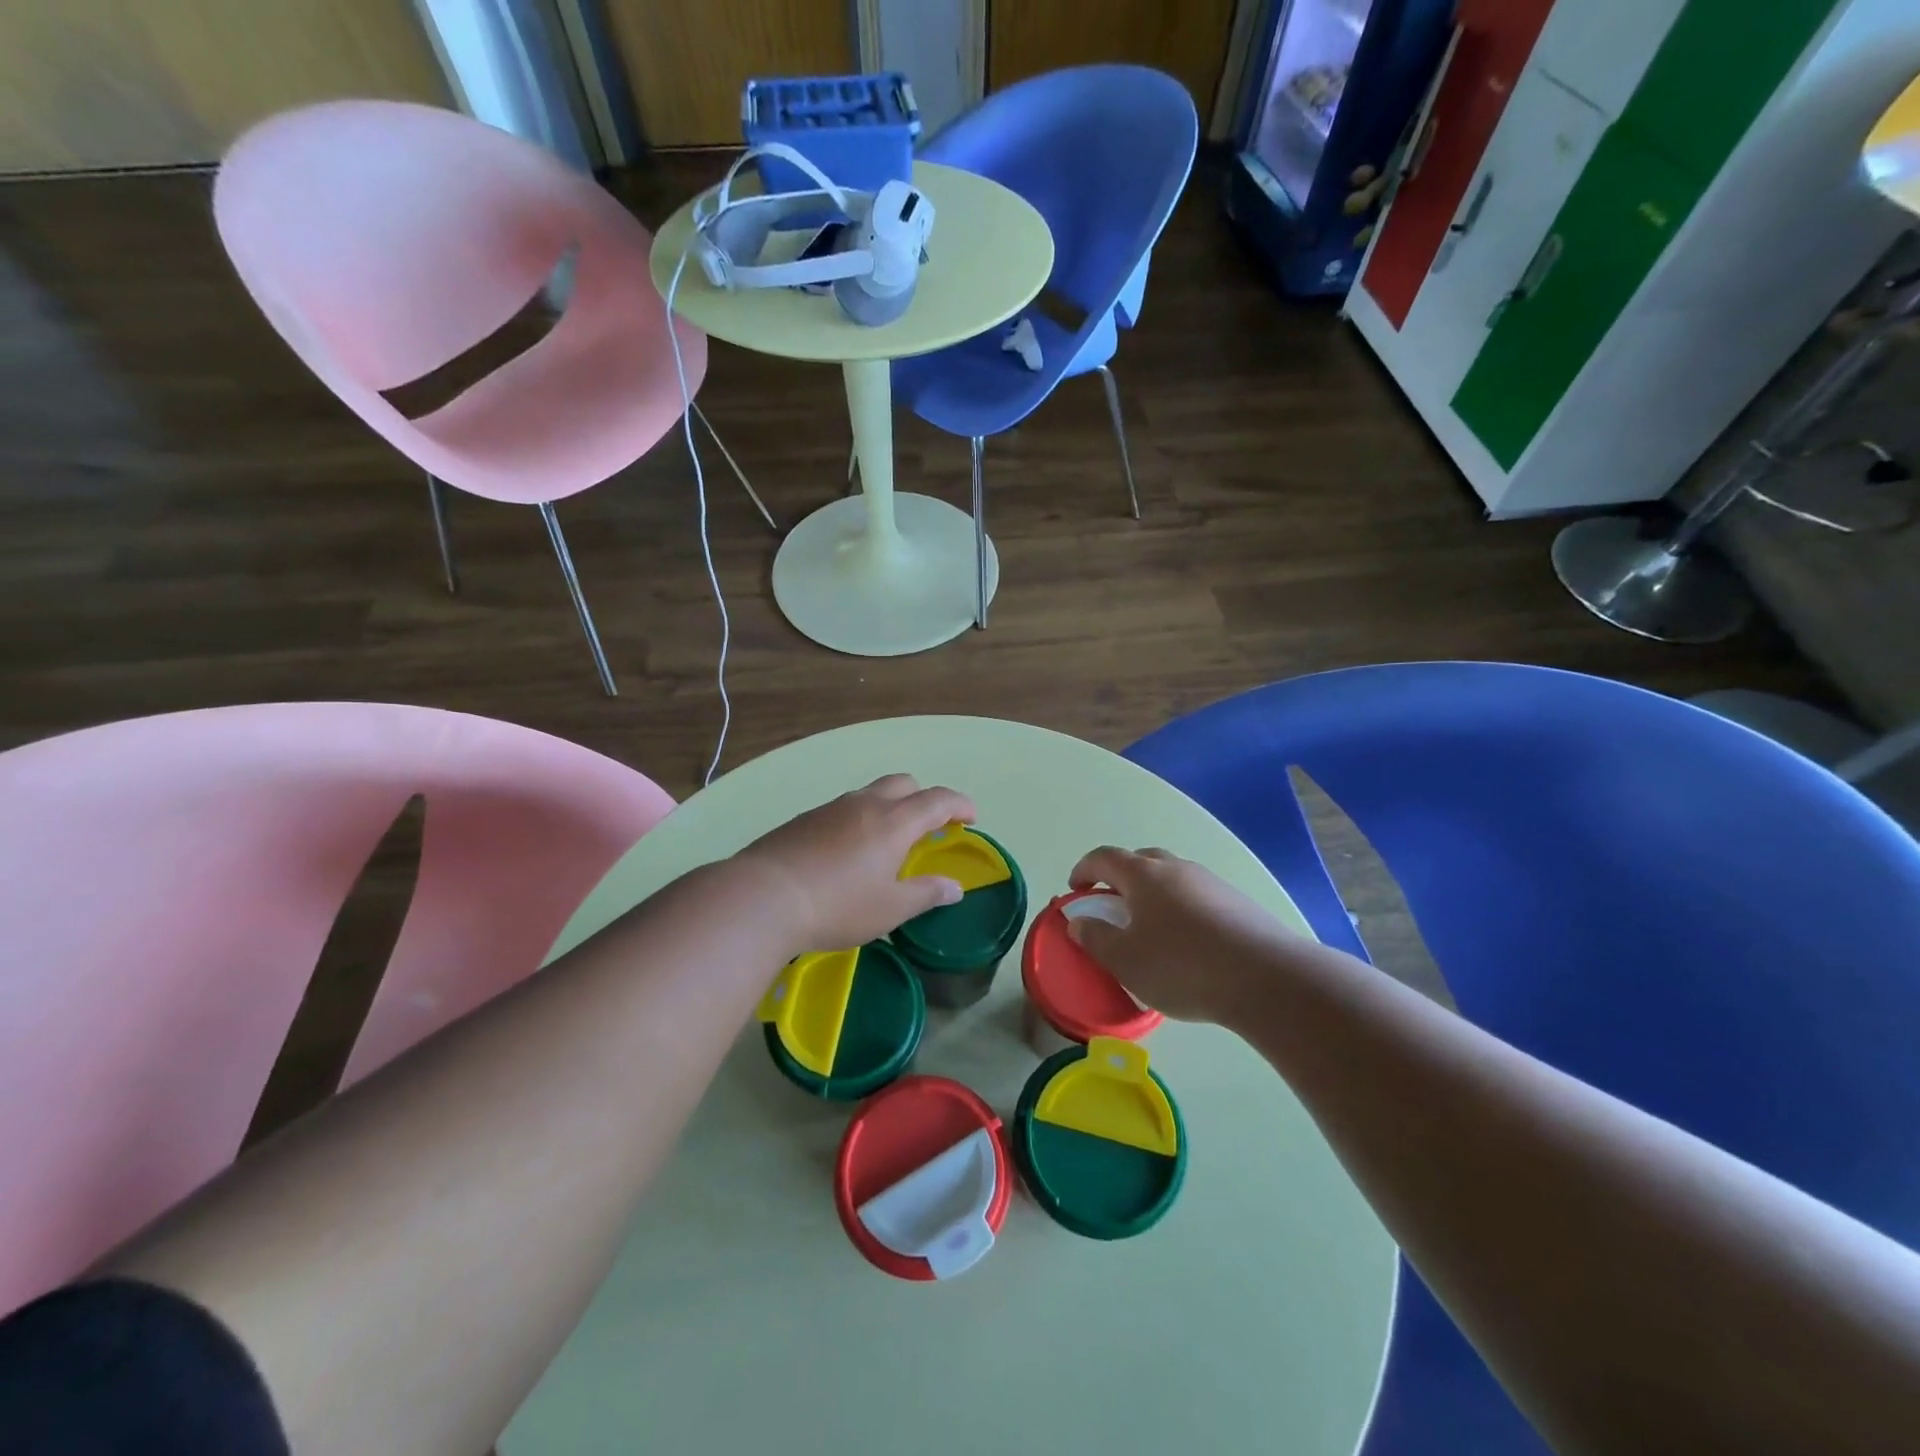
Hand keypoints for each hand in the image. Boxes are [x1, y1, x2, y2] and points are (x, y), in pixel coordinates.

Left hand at [734, 775, 977, 954]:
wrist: (763, 896)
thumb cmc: (837, 906)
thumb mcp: (890, 909)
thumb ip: (926, 894)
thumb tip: (955, 887)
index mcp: (894, 822)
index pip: (938, 800)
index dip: (960, 804)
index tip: (971, 817)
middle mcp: (865, 804)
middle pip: (904, 783)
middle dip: (924, 798)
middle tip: (929, 828)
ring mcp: (831, 808)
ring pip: (871, 793)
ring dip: (890, 807)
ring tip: (888, 843)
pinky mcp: (805, 818)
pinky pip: (844, 808)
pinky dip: (860, 819)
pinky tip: (848, 851)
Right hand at [1066, 846, 1307, 1022]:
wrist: (1266, 978)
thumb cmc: (1182, 966)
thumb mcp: (1125, 961)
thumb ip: (1096, 938)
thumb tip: (1079, 922)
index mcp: (1143, 875)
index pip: (1104, 857)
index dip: (1084, 870)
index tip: (1076, 891)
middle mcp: (1176, 868)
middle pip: (1140, 861)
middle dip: (1120, 879)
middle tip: (1112, 907)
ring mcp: (1211, 883)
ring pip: (1172, 879)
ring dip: (1154, 895)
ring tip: (1151, 930)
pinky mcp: (1238, 903)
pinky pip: (1197, 898)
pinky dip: (1182, 910)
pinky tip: (1188, 944)